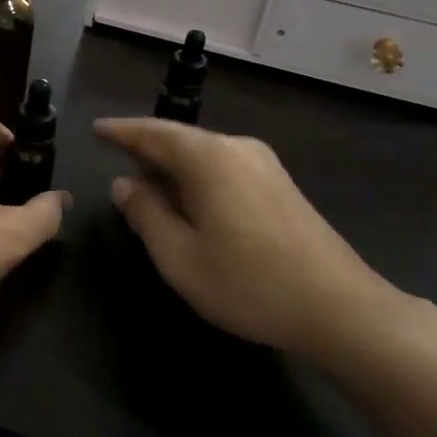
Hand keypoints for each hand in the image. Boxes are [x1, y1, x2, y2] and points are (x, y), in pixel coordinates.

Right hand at [95, 118, 399, 358]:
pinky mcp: (280, 184)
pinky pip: (224, 167)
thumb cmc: (249, 282)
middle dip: (146, 148)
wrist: (340, 308)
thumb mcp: (180, 256)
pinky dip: (197, 176)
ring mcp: (264, 164)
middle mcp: (236, 148)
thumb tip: (124, 184)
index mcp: (208, 158)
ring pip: (203, 154)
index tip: (97, 129)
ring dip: (173, 165)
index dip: (121, 131)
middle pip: (180, 139)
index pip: (152, 133)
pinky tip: (190, 200)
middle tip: (116, 157)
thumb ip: (146, 214)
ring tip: (147, 183)